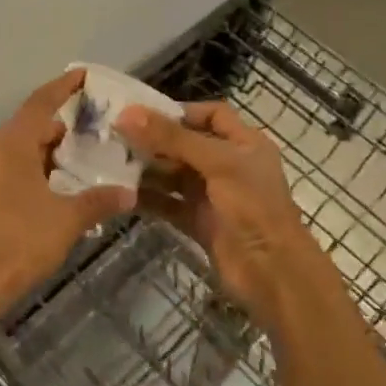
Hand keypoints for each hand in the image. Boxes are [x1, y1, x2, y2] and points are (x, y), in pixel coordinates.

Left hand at [0, 71, 135, 332]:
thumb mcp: (66, 221)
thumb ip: (98, 201)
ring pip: (17, 149)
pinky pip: (7, 168)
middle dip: (59, 125)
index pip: (40, 103)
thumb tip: (128, 192)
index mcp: (11, 145)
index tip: (83, 75)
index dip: (63, 87)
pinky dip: (31, 168)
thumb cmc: (18, 243)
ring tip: (77, 160)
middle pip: (28, 125)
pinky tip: (52, 189)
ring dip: (45, 150)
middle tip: (92, 129)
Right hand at [117, 101, 324, 327]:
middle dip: (155, 141)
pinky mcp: (200, 223)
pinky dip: (149, 199)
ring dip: (148, 169)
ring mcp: (214, 196)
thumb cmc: (253, 207)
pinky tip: (123, 194)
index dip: (182, 111)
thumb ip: (172, 137)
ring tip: (112, 163)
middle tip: (116, 138)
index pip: (212, 115)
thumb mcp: (216, 163)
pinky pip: (169, 204)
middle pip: (187, 144)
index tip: (144, 114)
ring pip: (175, 175)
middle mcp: (229, 165)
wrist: (272, 273)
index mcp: (244, 143)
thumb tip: (127, 113)